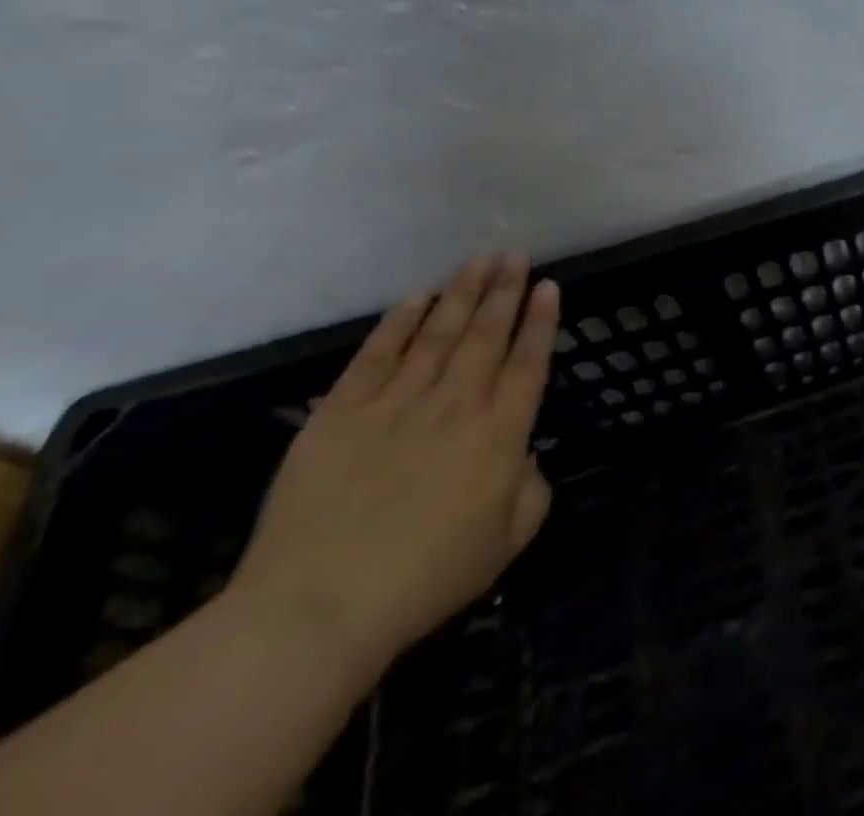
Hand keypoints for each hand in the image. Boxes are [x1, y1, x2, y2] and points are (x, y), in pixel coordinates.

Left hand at [228, 254, 559, 674]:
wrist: (316, 608)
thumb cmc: (426, 579)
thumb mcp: (506, 543)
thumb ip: (531, 490)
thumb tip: (523, 456)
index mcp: (500, 434)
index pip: (528, 362)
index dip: (540, 321)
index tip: (547, 285)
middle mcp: (456, 404)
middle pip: (486, 335)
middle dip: (504, 290)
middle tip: (514, 255)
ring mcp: (396, 404)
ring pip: (437, 333)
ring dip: (461, 293)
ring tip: (478, 260)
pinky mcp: (341, 414)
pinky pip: (376, 355)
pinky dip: (398, 322)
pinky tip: (417, 297)